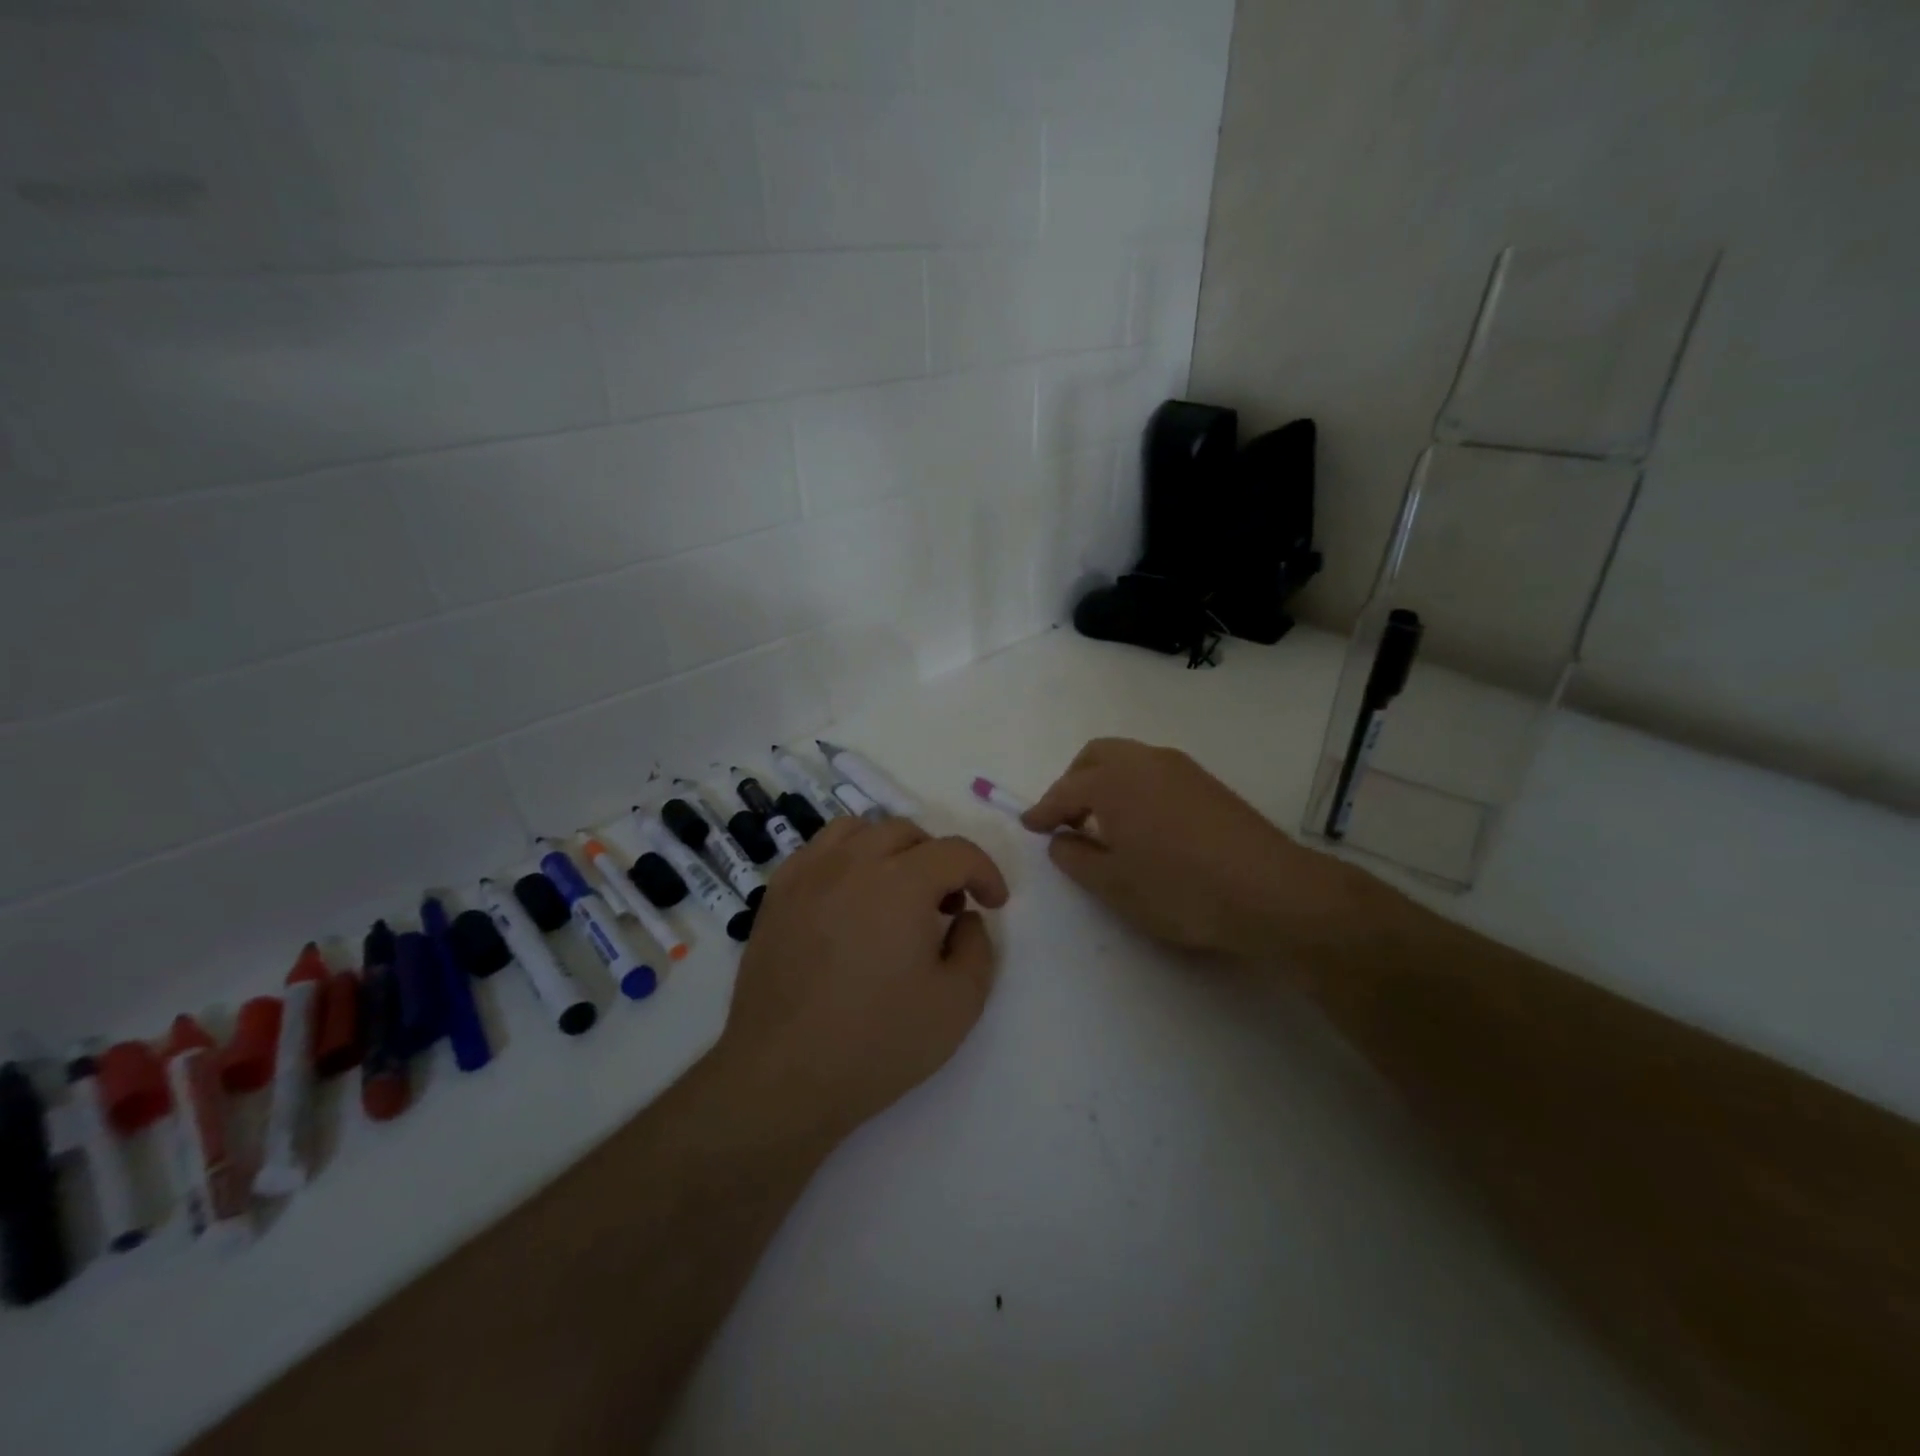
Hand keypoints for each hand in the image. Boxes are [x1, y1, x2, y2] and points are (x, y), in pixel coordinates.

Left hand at [716, 816, 1008, 1145]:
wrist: (782, 1075)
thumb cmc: (877, 1042)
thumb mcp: (958, 1004)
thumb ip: (978, 948)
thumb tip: (965, 917)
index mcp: (902, 882)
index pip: (956, 851)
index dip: (985, 872)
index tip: (993, 903)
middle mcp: (853, 862)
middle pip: (907, 833)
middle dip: (939, 860)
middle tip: (946, 906)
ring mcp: (808, 873)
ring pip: (859, 830)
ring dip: (890, 850)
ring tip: (897, 891)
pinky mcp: (777, 893)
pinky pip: (818, 850)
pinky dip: (846, 858)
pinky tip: (850, 898)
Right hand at [1022, 737, 1353, 959]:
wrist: (1270, 891)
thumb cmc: (1179, 889)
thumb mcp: (1113, 884)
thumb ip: (1075, 857)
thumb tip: (1061, 838)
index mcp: (1112, 781)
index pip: (1064, 790)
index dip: (1042, 810)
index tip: (1029, 825)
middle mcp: (1143, 761)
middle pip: (1095, 757)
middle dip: (1073, 783)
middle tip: (1066, 819)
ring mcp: (1180, 767)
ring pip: (1127, 760)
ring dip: (1105, 782)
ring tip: (1104, 824)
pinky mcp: (1207, 782)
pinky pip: (1154, 772)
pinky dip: (1134, 787)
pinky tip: (1143, 823)